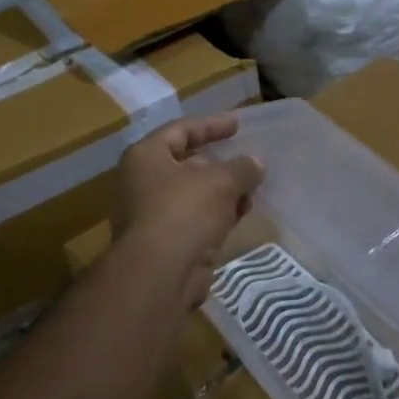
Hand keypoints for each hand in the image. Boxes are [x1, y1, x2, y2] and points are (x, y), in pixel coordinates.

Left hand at [112, 113, 263, 311]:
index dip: (211, 125)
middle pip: (186, 163)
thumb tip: (255, 163)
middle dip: (220, 163)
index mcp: (146, 157)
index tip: (238, 124)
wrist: (159, 274)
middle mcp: (143, 182)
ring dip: (223, 191)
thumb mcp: (220, 181)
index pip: (180, 130)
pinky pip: (196, 220)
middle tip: (248, 161)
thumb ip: (241, 168)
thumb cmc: (184, 211)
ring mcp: (152, 214)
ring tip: (253, 189)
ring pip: (194, 194)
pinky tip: (242, 214)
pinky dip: (218, 215)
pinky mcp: (166, 242)